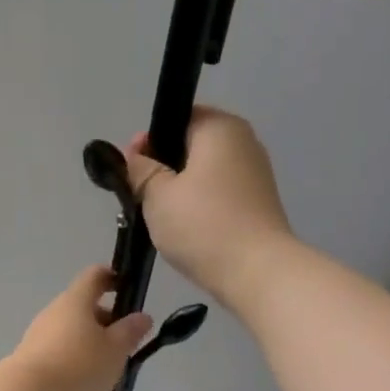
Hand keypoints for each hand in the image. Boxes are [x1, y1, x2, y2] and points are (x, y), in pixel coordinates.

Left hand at [9, 265, 153, 390]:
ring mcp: (39, 334)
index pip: (95, 275)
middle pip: (84, 306)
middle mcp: (54, 311)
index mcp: (76, 300)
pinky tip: (85, 380)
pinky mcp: (31, 357)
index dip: (113, 277)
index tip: (128, 289)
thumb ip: (130, 332)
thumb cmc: (78, 366)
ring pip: (72, 330)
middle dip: (107, 320)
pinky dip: (75, 358)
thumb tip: (142, 316)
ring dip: (91, 342)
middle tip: (125, 343)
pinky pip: (60, 349)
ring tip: (108, 367)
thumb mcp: (115, 350)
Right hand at [123, 106, 293, 305]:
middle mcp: (244, 142)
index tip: (132, 169)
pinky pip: (219, 197)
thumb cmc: (202, 225)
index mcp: (220, 127)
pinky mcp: (258, 205)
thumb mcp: (157, 195)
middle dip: (164, 169)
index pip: (177, 118)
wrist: (257, 273)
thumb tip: (135, 156)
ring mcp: (255, 175)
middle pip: (192, 147)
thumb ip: (141, 170)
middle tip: (141, 197)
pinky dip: (200, 208)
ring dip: (180, 192)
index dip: (150, 141)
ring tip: (160, 219)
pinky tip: (185, 232)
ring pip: (204, 175)